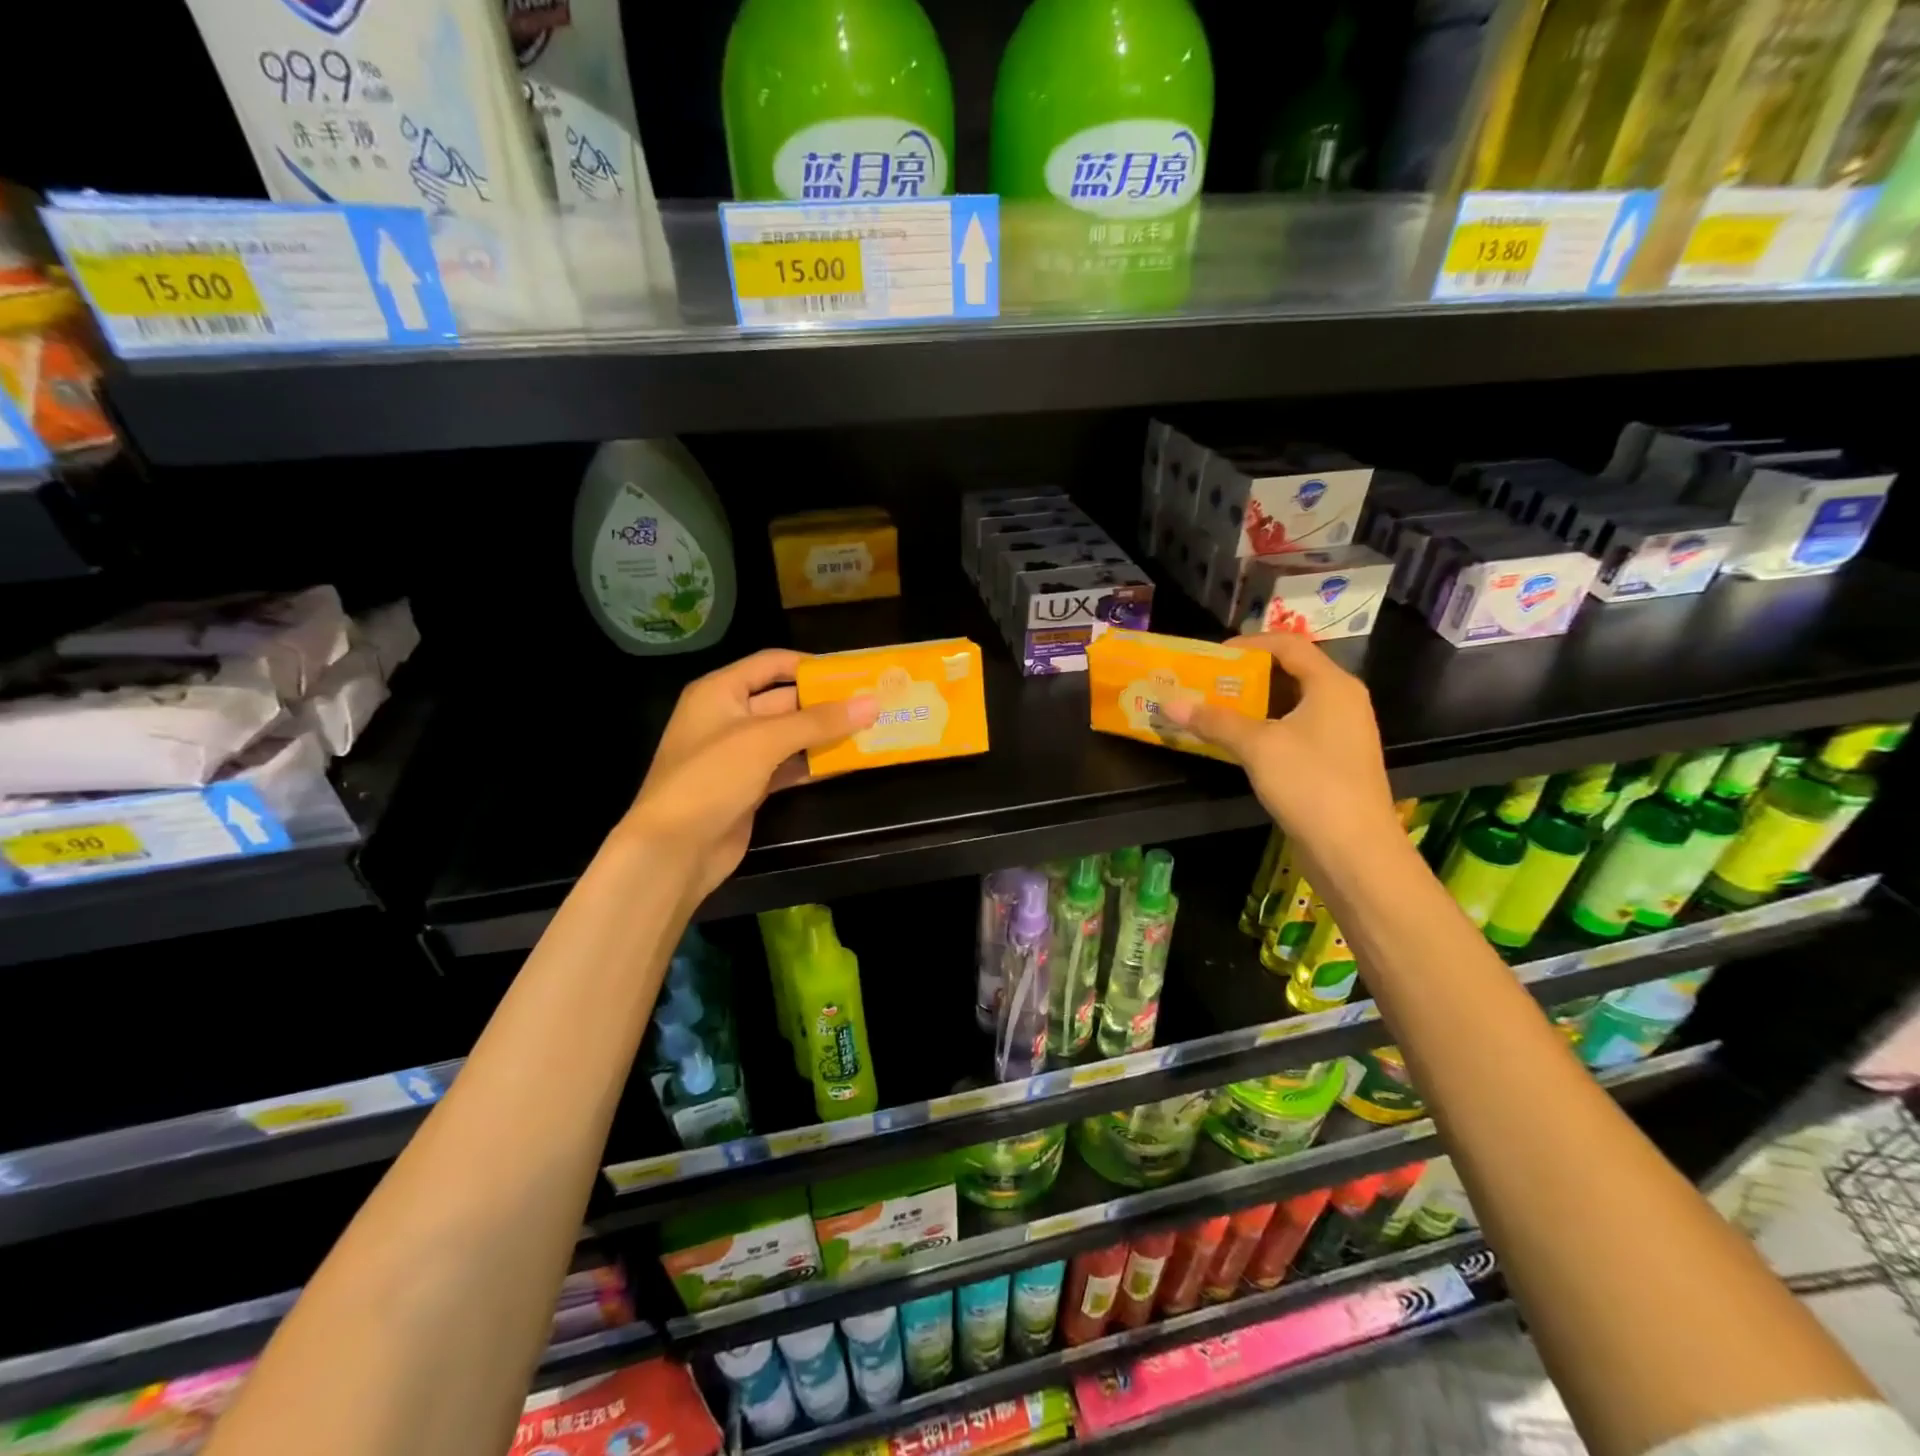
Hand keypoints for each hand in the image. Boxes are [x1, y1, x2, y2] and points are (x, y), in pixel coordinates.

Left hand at [620, 649, 875, 910]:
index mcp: (720, 692)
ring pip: (790, 736)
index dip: (810, 665)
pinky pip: (789, 766)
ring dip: (825, 735)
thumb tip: (871, 704)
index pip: (771, 664)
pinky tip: (848, 763)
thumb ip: (819, 722)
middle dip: (826, 703)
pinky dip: (815, 764)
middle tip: (872, 704)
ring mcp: (739, 755)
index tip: (853, 673)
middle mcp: (728, 717)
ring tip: (871, 730)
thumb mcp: (765, 741)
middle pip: (784, 700)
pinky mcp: (750, 787)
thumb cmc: (711, 778)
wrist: (674, 850)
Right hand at [1161, 632, 1401, 853]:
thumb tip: (1170, 703)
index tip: (1212, 656)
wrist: (1355, 850)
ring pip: (1292, 704)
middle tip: (1207, 683)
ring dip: (1253, 705)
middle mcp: (1342, 701)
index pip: (1289, 644)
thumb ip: (1215, 720)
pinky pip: (1296, 730)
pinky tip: (1239, 743)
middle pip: (1291, 672)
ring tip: (1214, 710)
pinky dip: (1266, 728)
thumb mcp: (1257, 746)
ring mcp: (1342, 733)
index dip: (1250, 643)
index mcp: (1332, 684)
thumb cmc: (1311, 783)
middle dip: (1247, 675)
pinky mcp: (1335, 761)